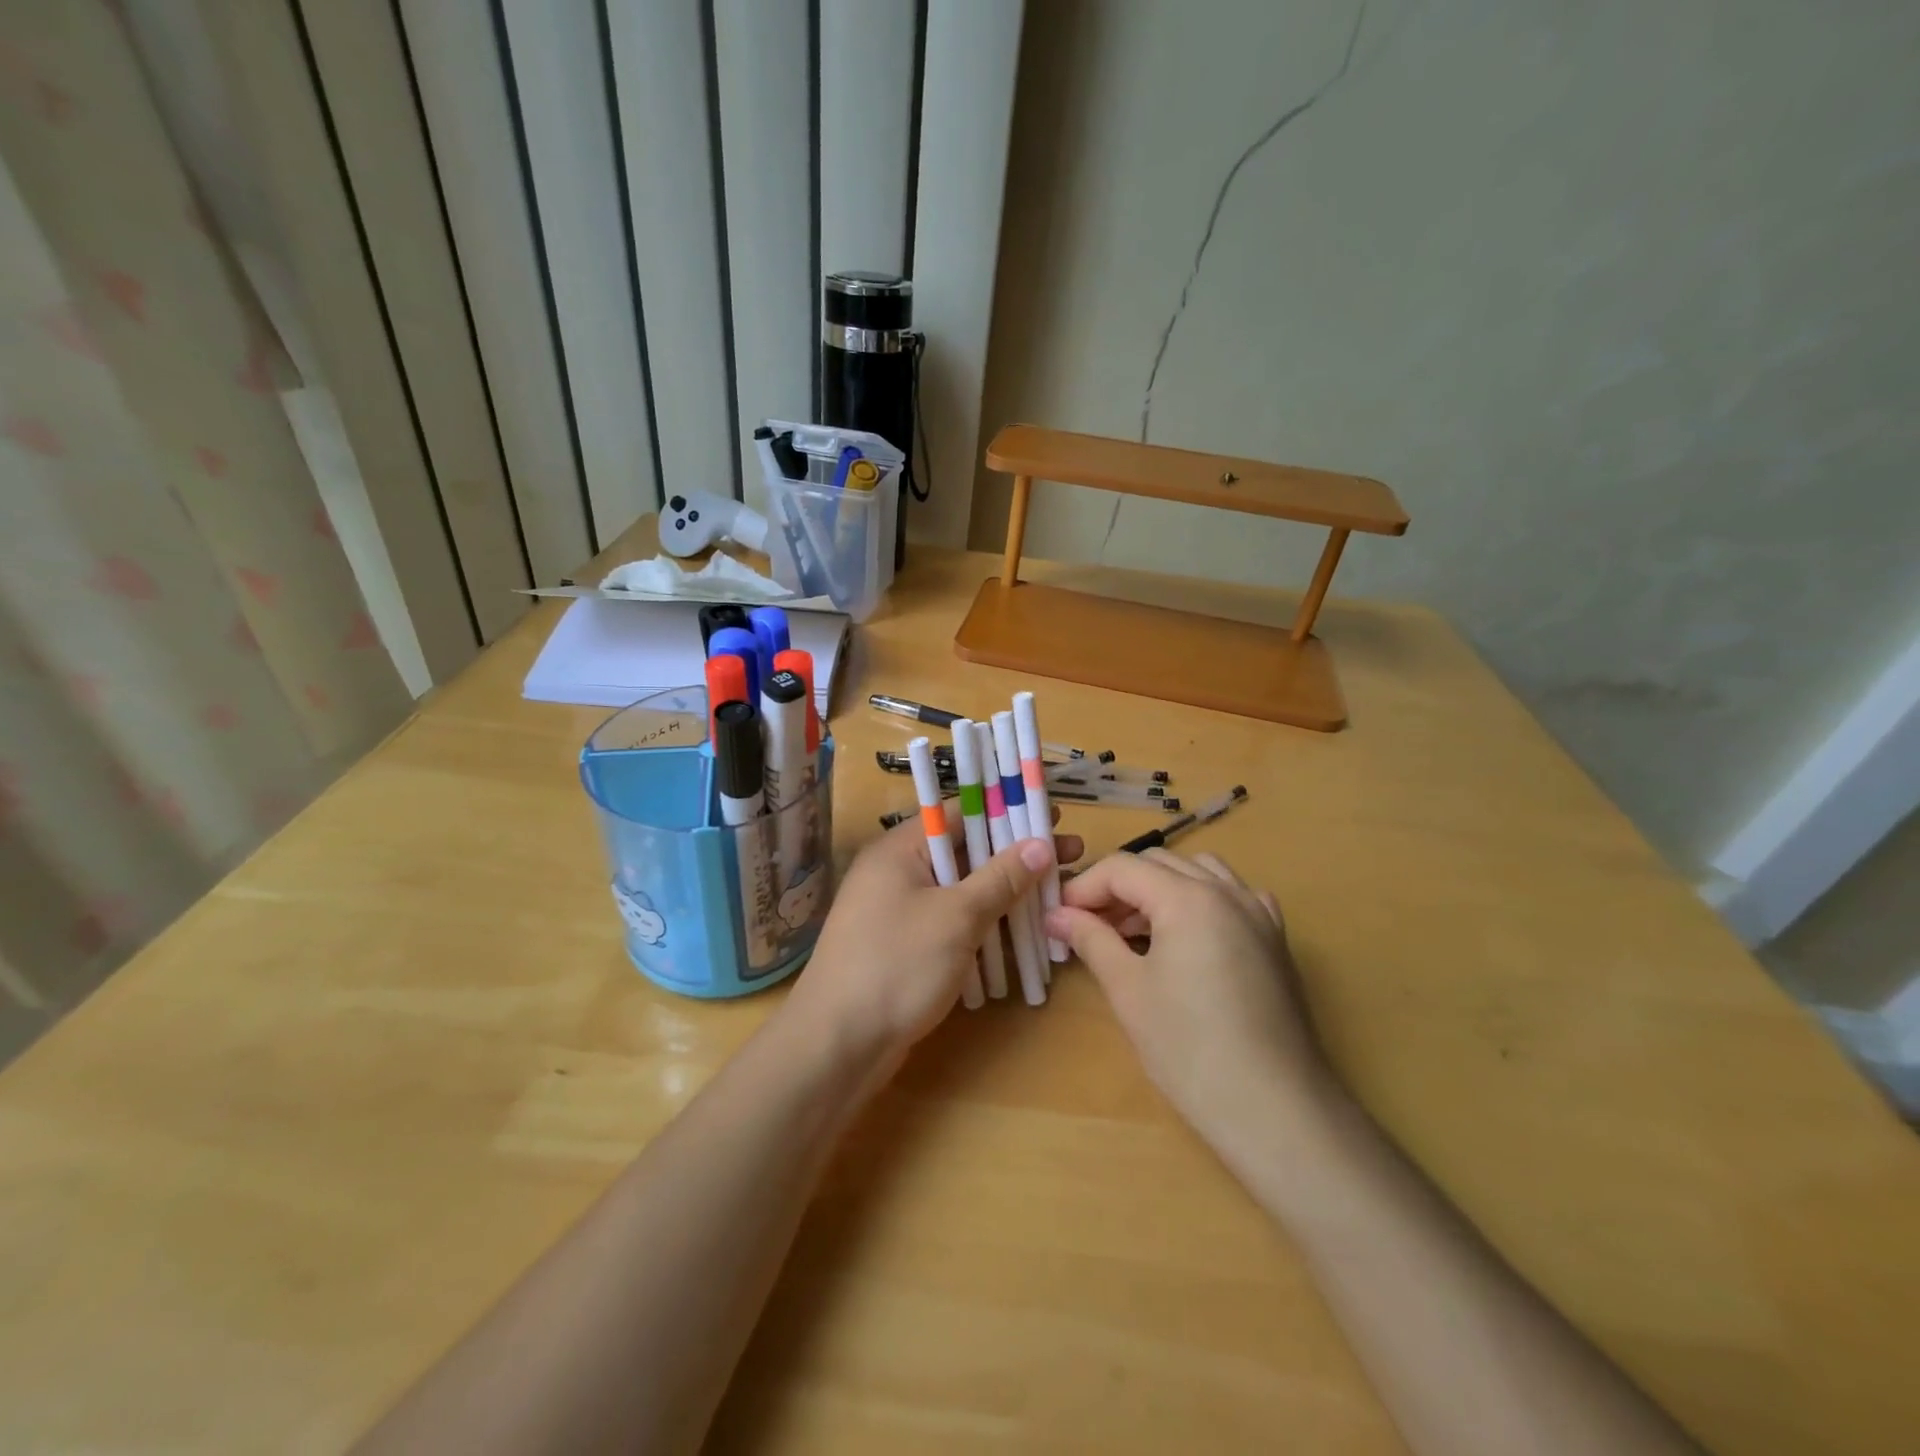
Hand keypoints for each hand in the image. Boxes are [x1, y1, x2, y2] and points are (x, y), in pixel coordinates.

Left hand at [785, 816, 1083, 1073]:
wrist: (837, 1047)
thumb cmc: (896, 966)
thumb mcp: (956, 917)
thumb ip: (1000, 878)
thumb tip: (1042, 844)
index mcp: (899, 850)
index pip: (960, 813)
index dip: (1008, 810)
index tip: (1052, 816)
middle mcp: (897, 873)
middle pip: (966, 853)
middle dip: (1017, 856)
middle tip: (1070, 856)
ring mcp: (900, 912)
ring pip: (963, 891)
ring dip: (1006, 893)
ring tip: (1057, 894)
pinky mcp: (906, 947)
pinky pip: (953, 923)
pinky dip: (985, 924)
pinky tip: (1022, 933)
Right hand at [1045, 850, 1337, 1149]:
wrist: (1276, 1110)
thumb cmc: (1190, 1050)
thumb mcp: (1128, 990)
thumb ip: (1091, 939)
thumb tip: (1056, 915)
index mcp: (1188, 897)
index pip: (1122, 868)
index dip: (1083, 887)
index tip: (1059, 917)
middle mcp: (1227, 891)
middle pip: (1158, 863)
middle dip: (1118, 886)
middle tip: (1088, 925)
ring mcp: (1258, 913)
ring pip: (1197, 872)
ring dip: (1158, 888)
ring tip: (1133, 930)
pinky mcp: (1275, 940)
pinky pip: (1232, 896)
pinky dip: (1200, 900)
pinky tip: (1188, 936)